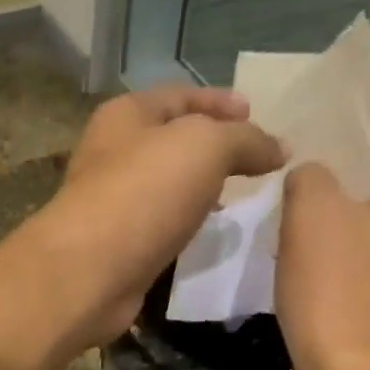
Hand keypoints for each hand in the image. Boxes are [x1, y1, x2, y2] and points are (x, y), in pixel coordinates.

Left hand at [35, 87, 284, 345]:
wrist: (89, 273)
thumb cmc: (143, 194)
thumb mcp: (206, 148)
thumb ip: (246, 141)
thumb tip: (280, 148)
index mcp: (125, 117)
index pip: (179, 96)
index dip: (219, 101)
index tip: (255, 113)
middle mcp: (112, 156)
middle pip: (169, 143)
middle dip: (210, 150)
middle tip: (251, 163)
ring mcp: (111, 206)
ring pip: (164, 190)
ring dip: (198, 192)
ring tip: (236, 200)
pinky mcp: (116, 250)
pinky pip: (158, 229)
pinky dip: (183, 228)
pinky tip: (205, 237)